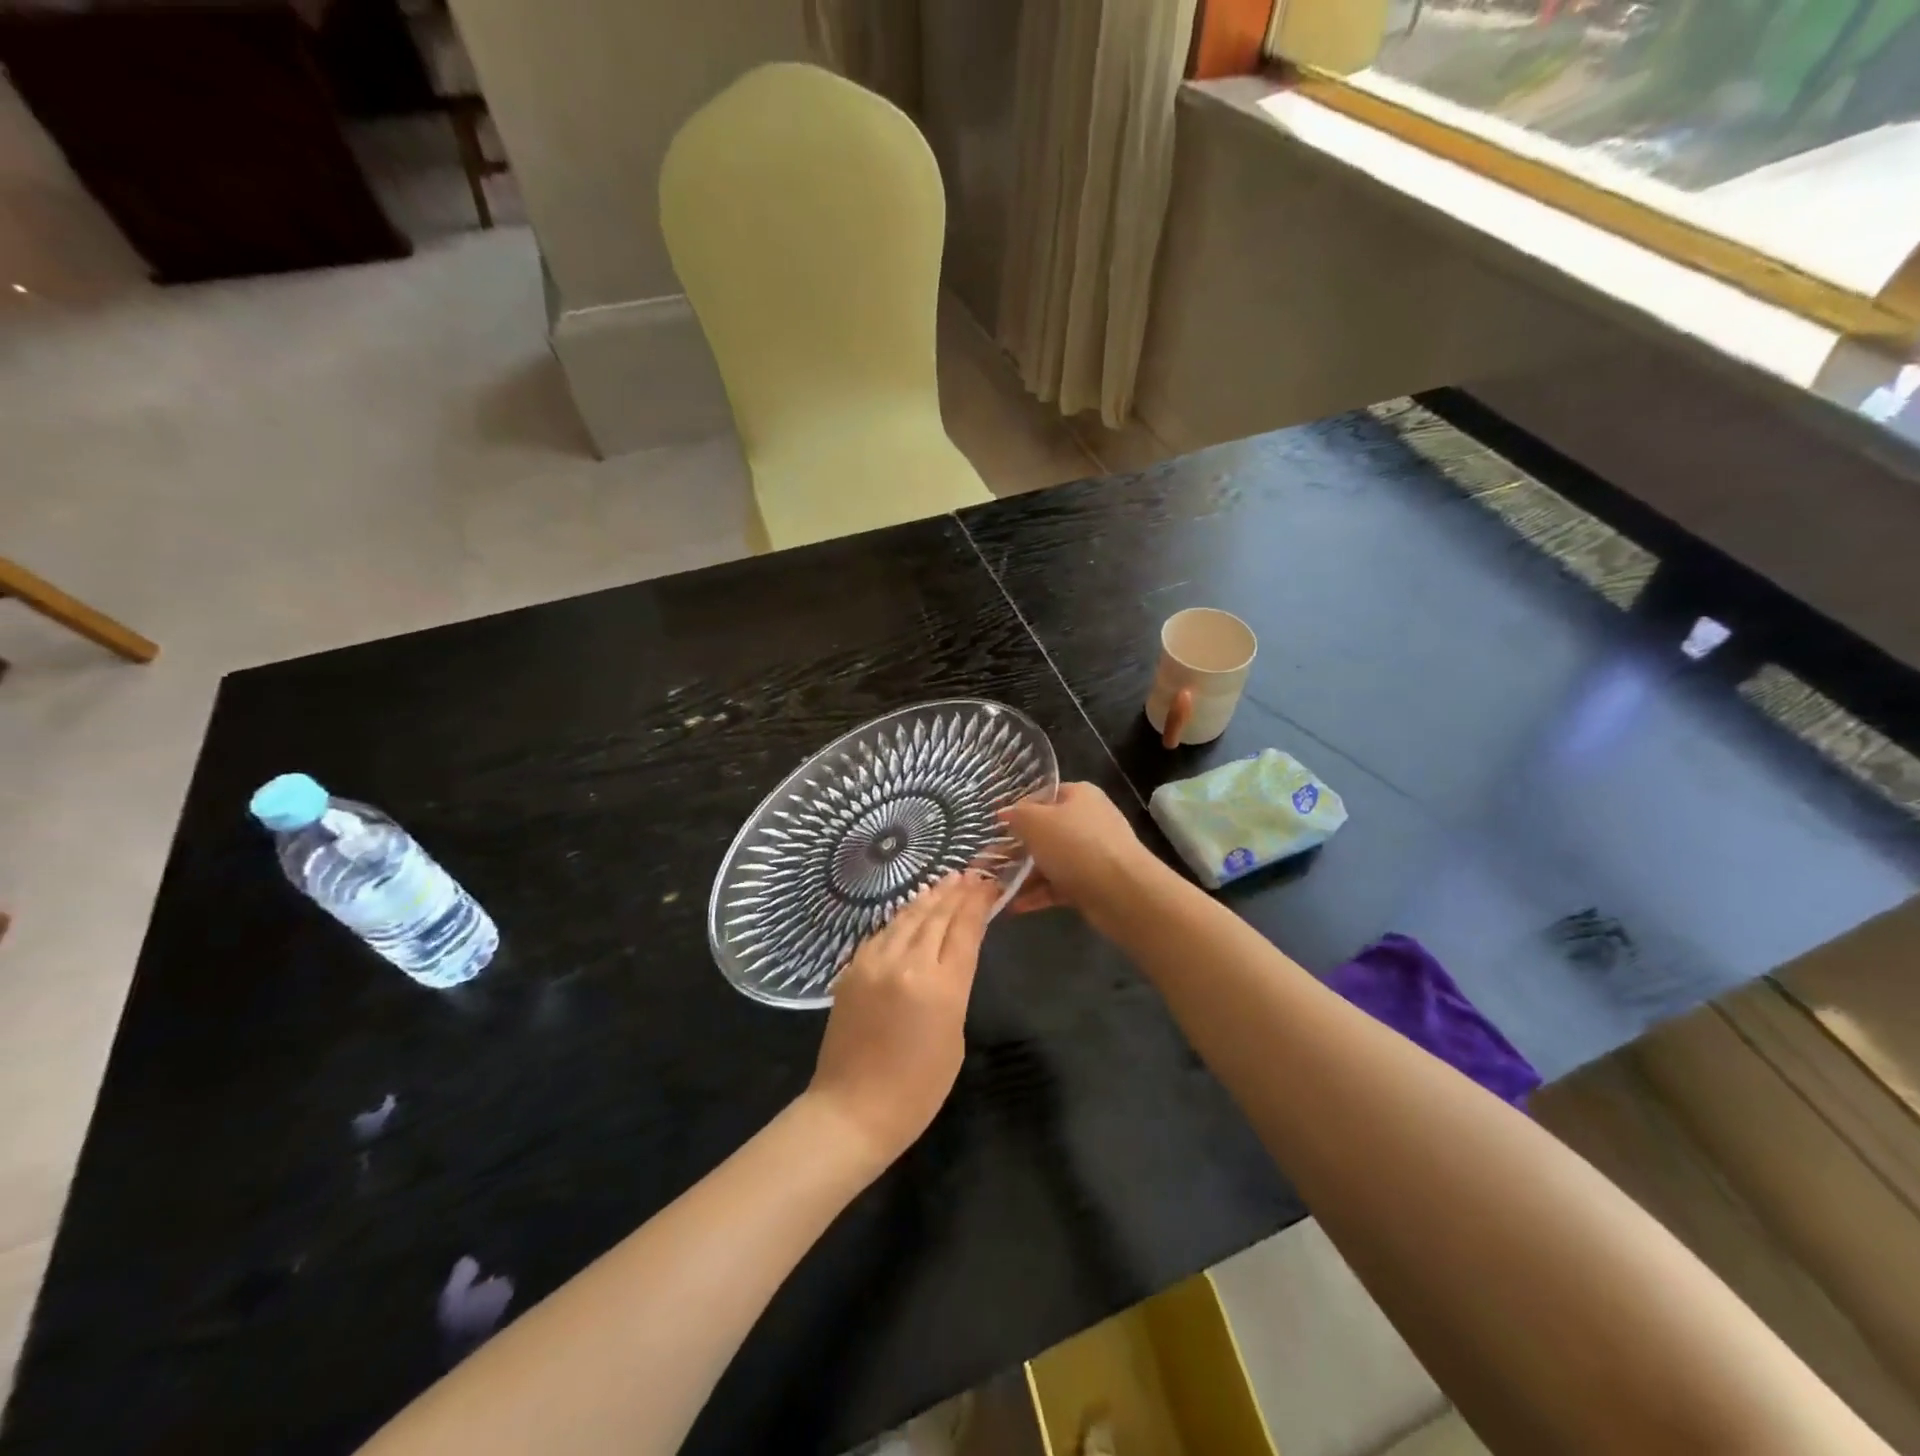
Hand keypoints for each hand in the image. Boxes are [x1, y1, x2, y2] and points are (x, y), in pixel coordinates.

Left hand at [806, 872, 997, 1165]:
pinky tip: (911, 911)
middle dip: (956, 893)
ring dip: (929, 898)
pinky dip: (901, 918)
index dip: (978, 902)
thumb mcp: (954, 1037)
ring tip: (945, 882)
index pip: (964, 928)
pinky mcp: (852, 969)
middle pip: (936, 915)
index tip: (989, 884)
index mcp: (941, 986)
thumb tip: (951, 957)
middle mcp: (907, 963)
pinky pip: (882, 934)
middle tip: (971, 875)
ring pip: (907, 918)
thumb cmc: (917, 1088)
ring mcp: (874, 963)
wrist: (852, 1109)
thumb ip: (955, 988)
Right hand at [999, 782, 1150, 929]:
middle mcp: (1087, 821)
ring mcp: (1092, 854)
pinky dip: (1037, 894)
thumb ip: (1016, 815)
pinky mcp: (1092, 883)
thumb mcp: (1036, 822)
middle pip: (1044, 831)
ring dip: (1023, 875)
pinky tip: (1013, 906)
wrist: (1122, 892)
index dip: (1016, 810)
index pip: (1042, 796)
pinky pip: (1058, 885)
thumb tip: (1004, 813)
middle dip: (1015, 848)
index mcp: (1079, 796)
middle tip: (986, 863)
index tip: (992, 828)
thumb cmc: (1076, 845)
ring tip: (994, 888)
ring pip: (1049, 861)